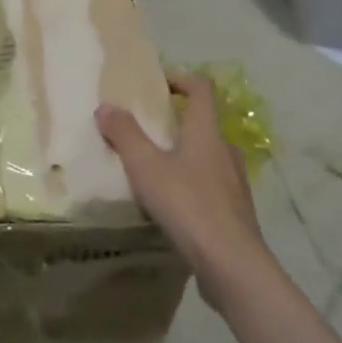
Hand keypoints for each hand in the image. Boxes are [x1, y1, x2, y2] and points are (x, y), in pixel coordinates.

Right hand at [96, 73, 272, 309]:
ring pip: (208, 156)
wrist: (232, 264)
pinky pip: (211, 185)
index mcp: (206, 131)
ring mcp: (235, 182)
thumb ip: (125, 135)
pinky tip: (172, 204)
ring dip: (184, 154)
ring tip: (154, 168)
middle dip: (176, 120)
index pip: (201, 88)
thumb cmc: (188, 204)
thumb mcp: (146, 167)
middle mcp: (225, 150)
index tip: (157, 84)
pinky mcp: (235, 212)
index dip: (180, 78)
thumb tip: (106, 106)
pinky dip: (191, 184)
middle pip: (204, 122)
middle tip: (146, 128)